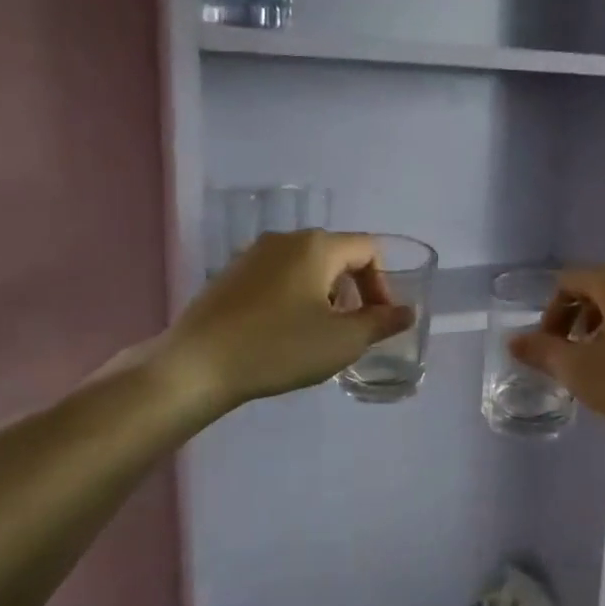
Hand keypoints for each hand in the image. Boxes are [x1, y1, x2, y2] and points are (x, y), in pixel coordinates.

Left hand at [165, 231, 412, 411]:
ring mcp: (253, 255)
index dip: (383, 284)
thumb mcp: (342, 340)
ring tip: (319, 335)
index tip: (378, 321)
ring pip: (307, 267)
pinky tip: (283, 333)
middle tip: (352, 330)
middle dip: (354, 291)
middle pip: (337, 255)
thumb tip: (407, 312)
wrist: (197, 365)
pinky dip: (295, 298)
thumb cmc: (279, 347)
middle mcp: (285, 240)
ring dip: (325, 295)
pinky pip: (278, 278)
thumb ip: (381, 323)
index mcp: (316, 245)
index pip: (368, 249)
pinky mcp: (231, 275)